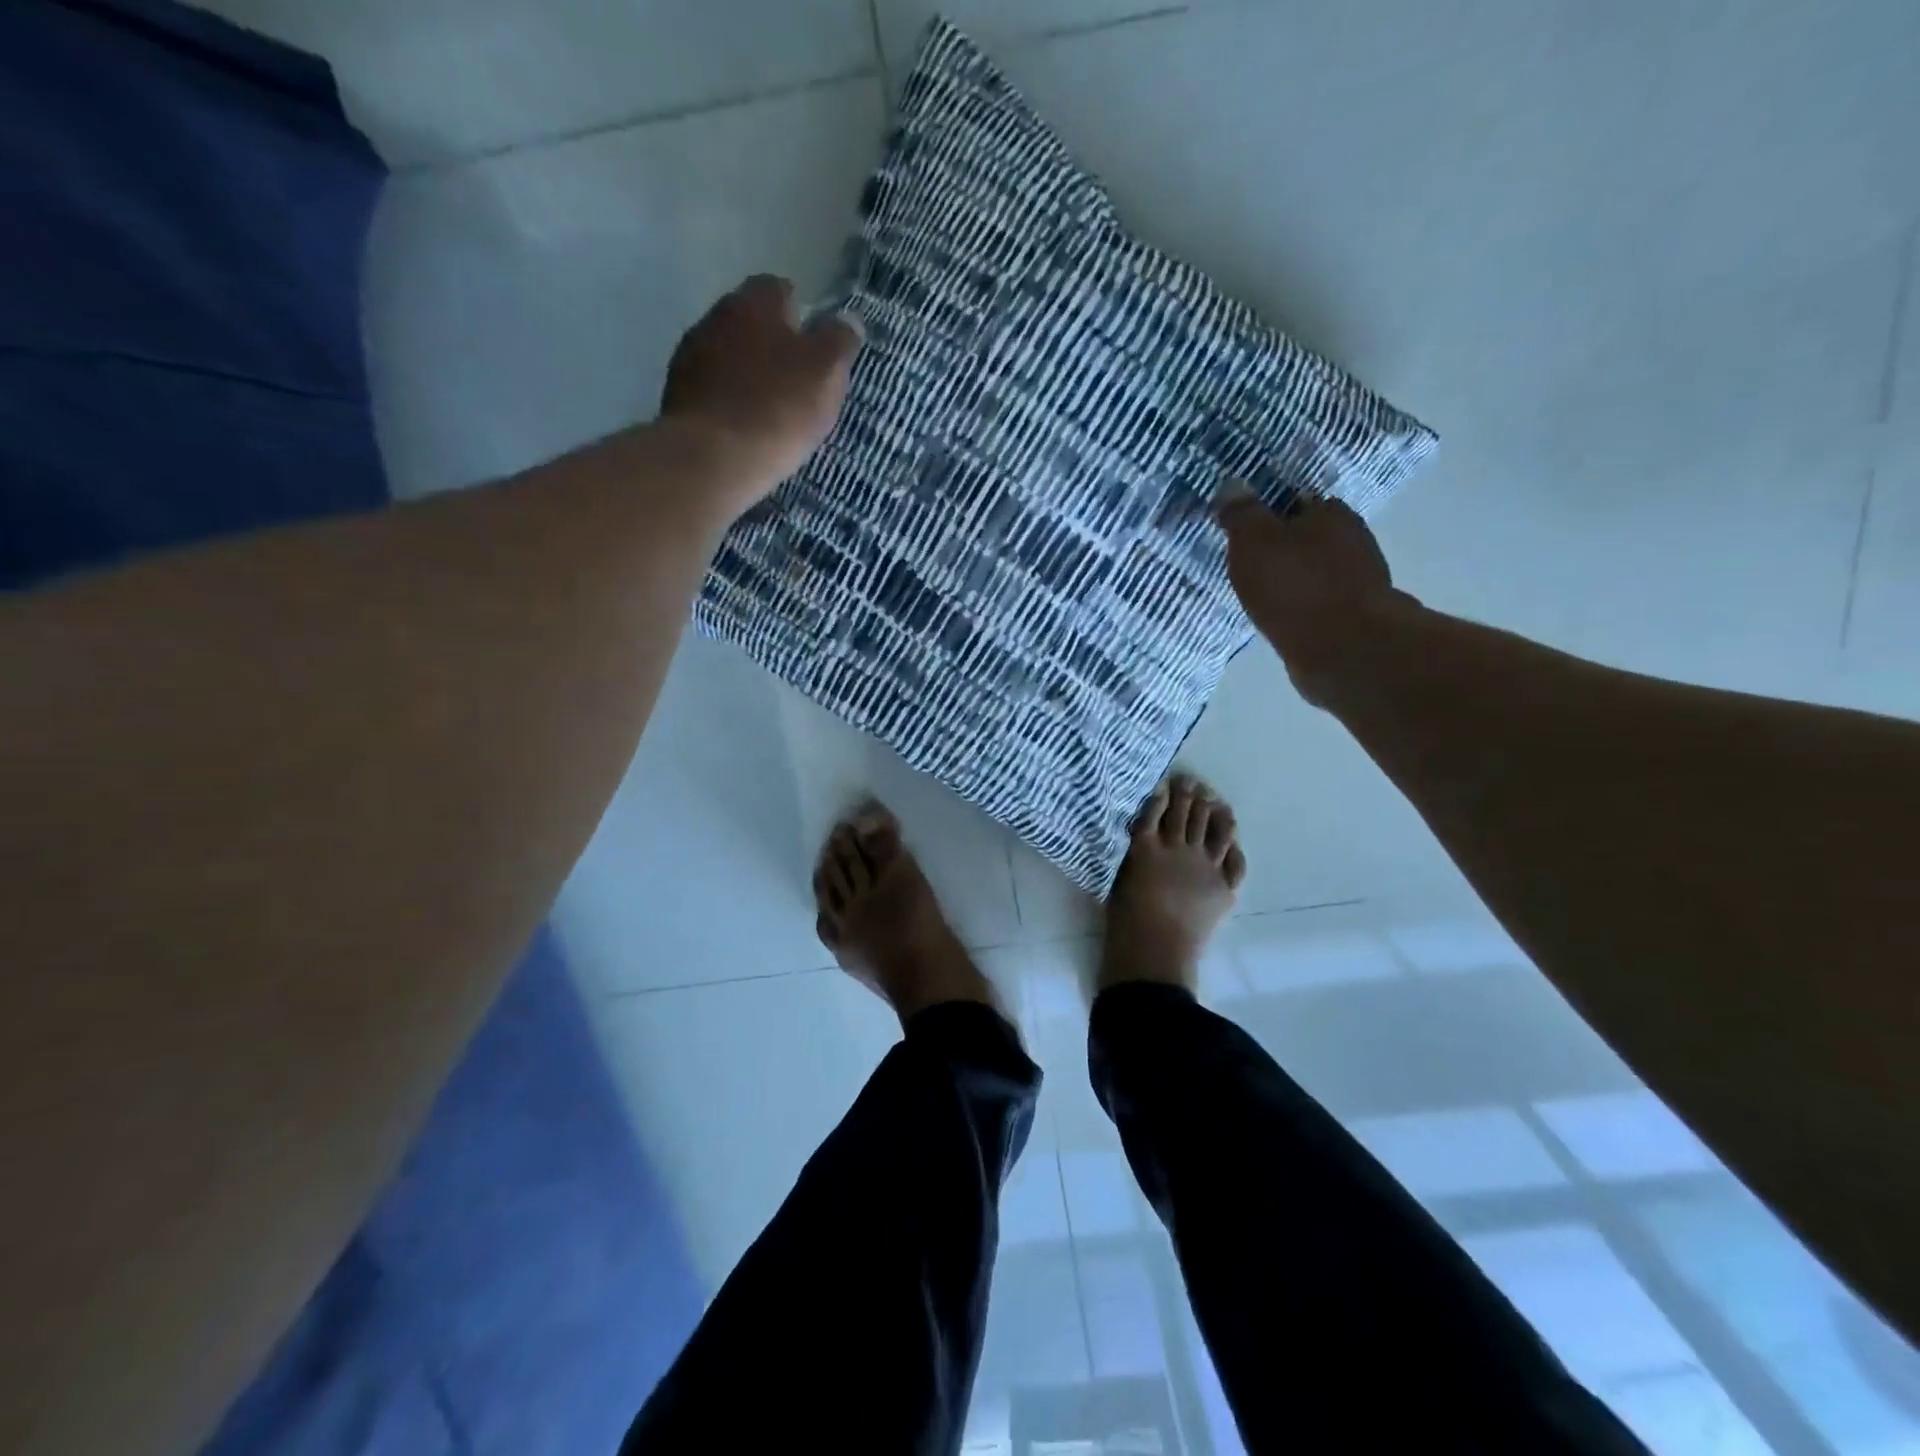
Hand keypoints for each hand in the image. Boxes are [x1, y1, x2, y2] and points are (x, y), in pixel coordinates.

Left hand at [661, 274, 862, 519]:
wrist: (713, 458)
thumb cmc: (778, 407)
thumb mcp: (827, 371)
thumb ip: (840, 340)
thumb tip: (848, 321)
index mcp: (753, 302)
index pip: (780, 290)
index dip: (801, 316)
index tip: (815, 348)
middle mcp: (715, 316)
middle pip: (750, 323)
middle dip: (772, 345)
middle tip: (798, 382)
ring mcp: (689, 356)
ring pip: (728, 356)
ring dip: (747, 374)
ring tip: (771, 410)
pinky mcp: (677, 396)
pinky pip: (712, 390)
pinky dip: (729, 401)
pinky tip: (744, 427)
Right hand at [1217, 483, 1416, 706]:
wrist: (1344, 649)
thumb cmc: (1294, 586)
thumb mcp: (1253, 541)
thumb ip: (1242, 513)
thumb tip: (1232, 484)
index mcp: (1330, 512)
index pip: (1294, 502)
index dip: (1268, 515)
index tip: (1245, 533)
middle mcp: (1352, 538)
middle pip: (1308, 537)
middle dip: (1283, 548)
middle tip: (1249, 566)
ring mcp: (1358, 579)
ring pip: (1315, 571)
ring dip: (1294, 580)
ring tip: (1262, 595)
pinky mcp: (1355, 615)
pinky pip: (1320, 602)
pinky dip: (1302, 606)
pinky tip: (1283, 618)